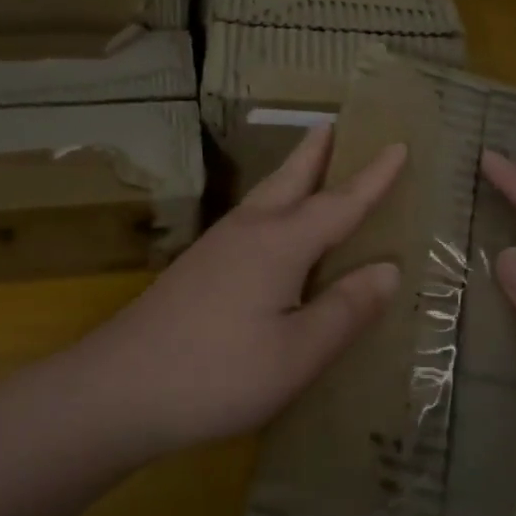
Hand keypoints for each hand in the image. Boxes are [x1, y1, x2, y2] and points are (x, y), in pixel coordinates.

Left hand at [59, 125, 404, 458]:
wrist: (116, 390)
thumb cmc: (218, 374)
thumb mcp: (297, 353)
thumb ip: (346, 310)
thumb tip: (388, 269)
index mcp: (280, 244)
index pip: (339, 202)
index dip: (373, 177)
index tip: (398, 145)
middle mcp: (248, 233)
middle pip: (291, 180)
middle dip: (318, 152)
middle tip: (338, 124)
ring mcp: (216, 248)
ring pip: (264, 196)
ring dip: (293, 174)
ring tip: (311, 163)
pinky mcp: (197, 269)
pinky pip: (249, 220)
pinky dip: (273, 205)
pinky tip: (270, 229)